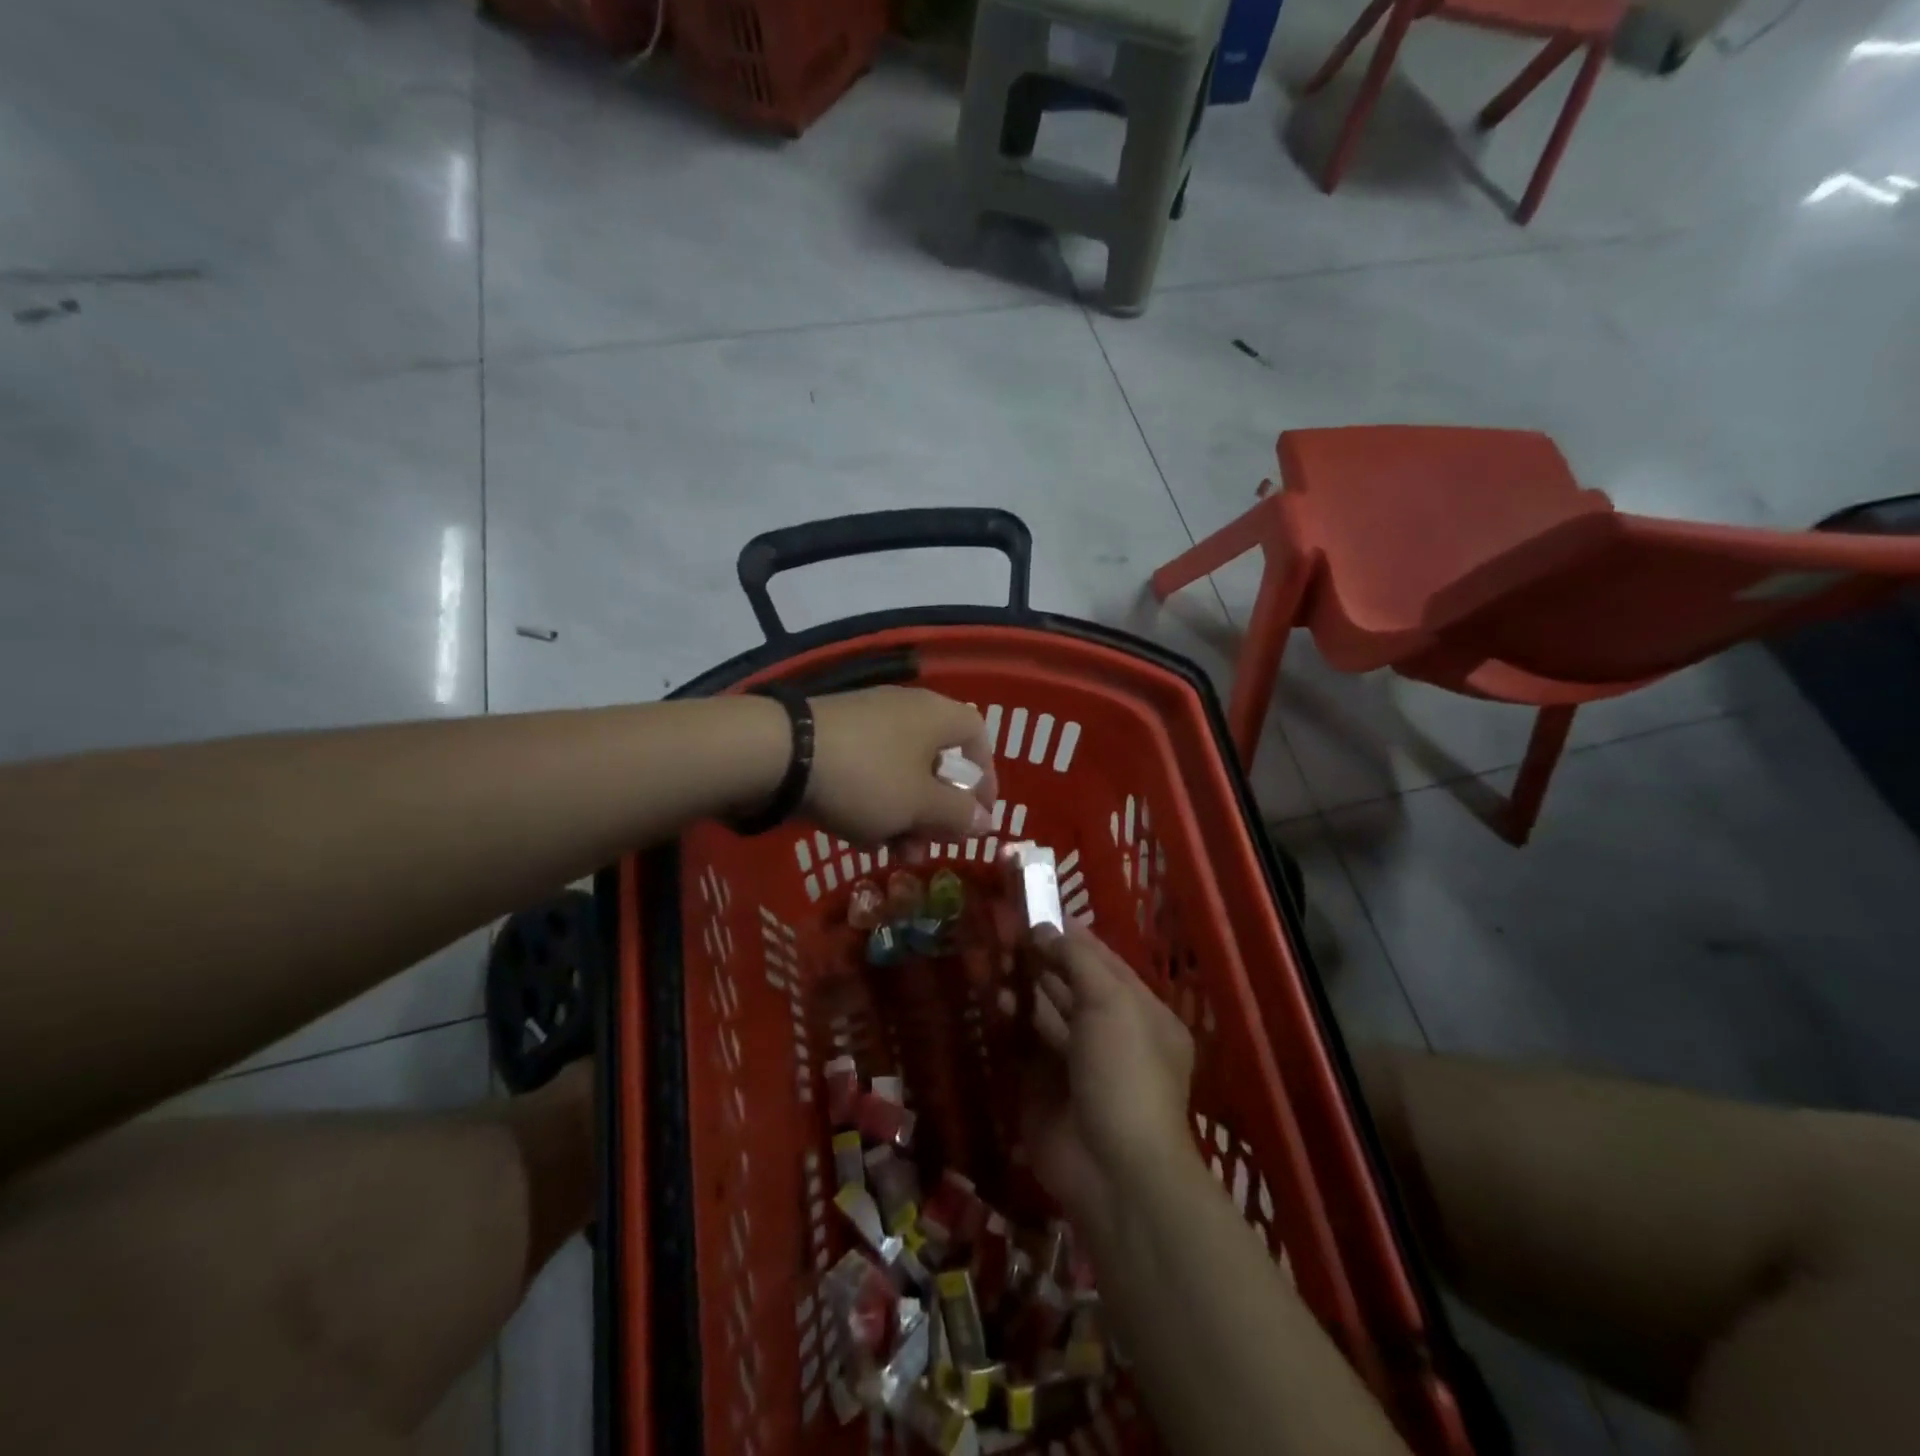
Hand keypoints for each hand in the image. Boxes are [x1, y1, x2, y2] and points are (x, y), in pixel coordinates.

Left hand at [803, 687, 996, 846]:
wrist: (779, 754)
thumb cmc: (867, 777)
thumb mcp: (919, 805)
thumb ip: (958, 814)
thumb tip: (985, 820)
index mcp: (936, 715)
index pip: (978, 737)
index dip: (986, 778)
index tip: (980, 816)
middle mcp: (905, 711)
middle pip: (937, 762)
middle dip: (937, 811)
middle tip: (931, 845)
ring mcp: (866, 722)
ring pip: (901, 773)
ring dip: (905, 817)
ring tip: (894, 854)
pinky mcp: (833, 738)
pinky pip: (868, 773)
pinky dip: (873, 804)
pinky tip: (860, 837)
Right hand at [1016, 924, 1195, 1229]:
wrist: (1113, 1170)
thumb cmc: (1124, 1073)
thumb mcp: (1111, 1003)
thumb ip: (1078, 961)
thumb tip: (1045, 930)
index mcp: (1141, 1013)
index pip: (1103, 963)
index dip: (1071, 938)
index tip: (1035, 913)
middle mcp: (1110, 1034)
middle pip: (1072, 986)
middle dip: (1041, 961)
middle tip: (1003, 934)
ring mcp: (1077, 1063)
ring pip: (1046, 1014)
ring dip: (1023, 989)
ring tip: (994, 963)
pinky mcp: (1045, 1088)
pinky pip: (1025, 1046)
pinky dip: (1011, 1023)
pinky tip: (994, 1002)